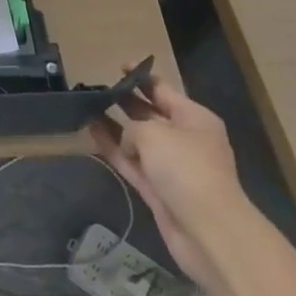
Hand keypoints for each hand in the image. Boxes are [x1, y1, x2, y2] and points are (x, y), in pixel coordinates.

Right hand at [89, 68, 248, 291]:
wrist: (207, 230)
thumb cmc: (186, 168)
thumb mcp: (154, 133)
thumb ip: (133, 129)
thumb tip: (129, 142)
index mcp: (194, 118)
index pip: (163, 90)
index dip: (141, 77)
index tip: (119, 66)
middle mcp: (185, 139)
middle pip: (150, 114)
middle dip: (126, 101)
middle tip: (98, 89)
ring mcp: (171, 166)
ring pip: (137, 140)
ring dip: (114, 126)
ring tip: (87, 109)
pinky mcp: (158, 190)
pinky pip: (131, 162)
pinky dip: (113, 149)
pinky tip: (91, 134)